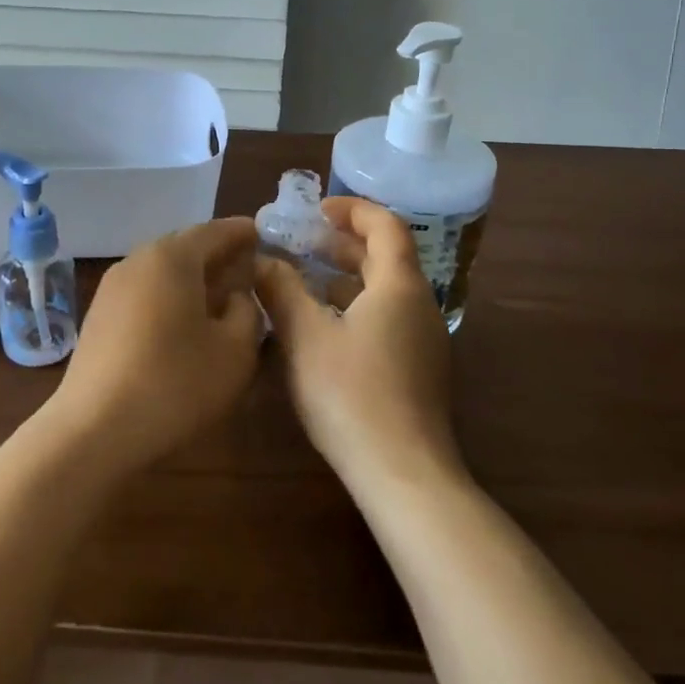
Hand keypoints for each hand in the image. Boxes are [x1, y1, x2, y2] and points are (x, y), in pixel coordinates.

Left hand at [48, 217, 262, 471]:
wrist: (94, 428)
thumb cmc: (175, 383)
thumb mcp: (235, 351)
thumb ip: (247, 312)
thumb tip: (236, 296)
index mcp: (173, 257)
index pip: (215, 231)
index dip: (242, 233)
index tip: (264, 235)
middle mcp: (139, 260)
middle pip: (186, 247)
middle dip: (218, 256)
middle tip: (247, 270)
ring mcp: (112, 287)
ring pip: (163, 271)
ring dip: (193, 279)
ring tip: (220, 299)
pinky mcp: (99, 315)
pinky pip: (144, 292)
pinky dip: (169, 297)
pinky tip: (183, 324)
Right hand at [256, 198, 460, 489]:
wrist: (404, 475)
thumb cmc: (352, 395)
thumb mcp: (305, 337)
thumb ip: (281, 290)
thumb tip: (261, 259)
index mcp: (399, 286)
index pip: (385, 225)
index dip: (352, 209)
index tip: (316, 208)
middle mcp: (419, 305)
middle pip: (385, 256)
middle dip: (342, 243)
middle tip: (301, 240)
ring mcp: (422, 340)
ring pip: (384, 290)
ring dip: (346, 276)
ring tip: (303, 278)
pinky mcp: (416, 369)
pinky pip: (386, 318)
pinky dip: (354, 306)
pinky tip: (321, 326)